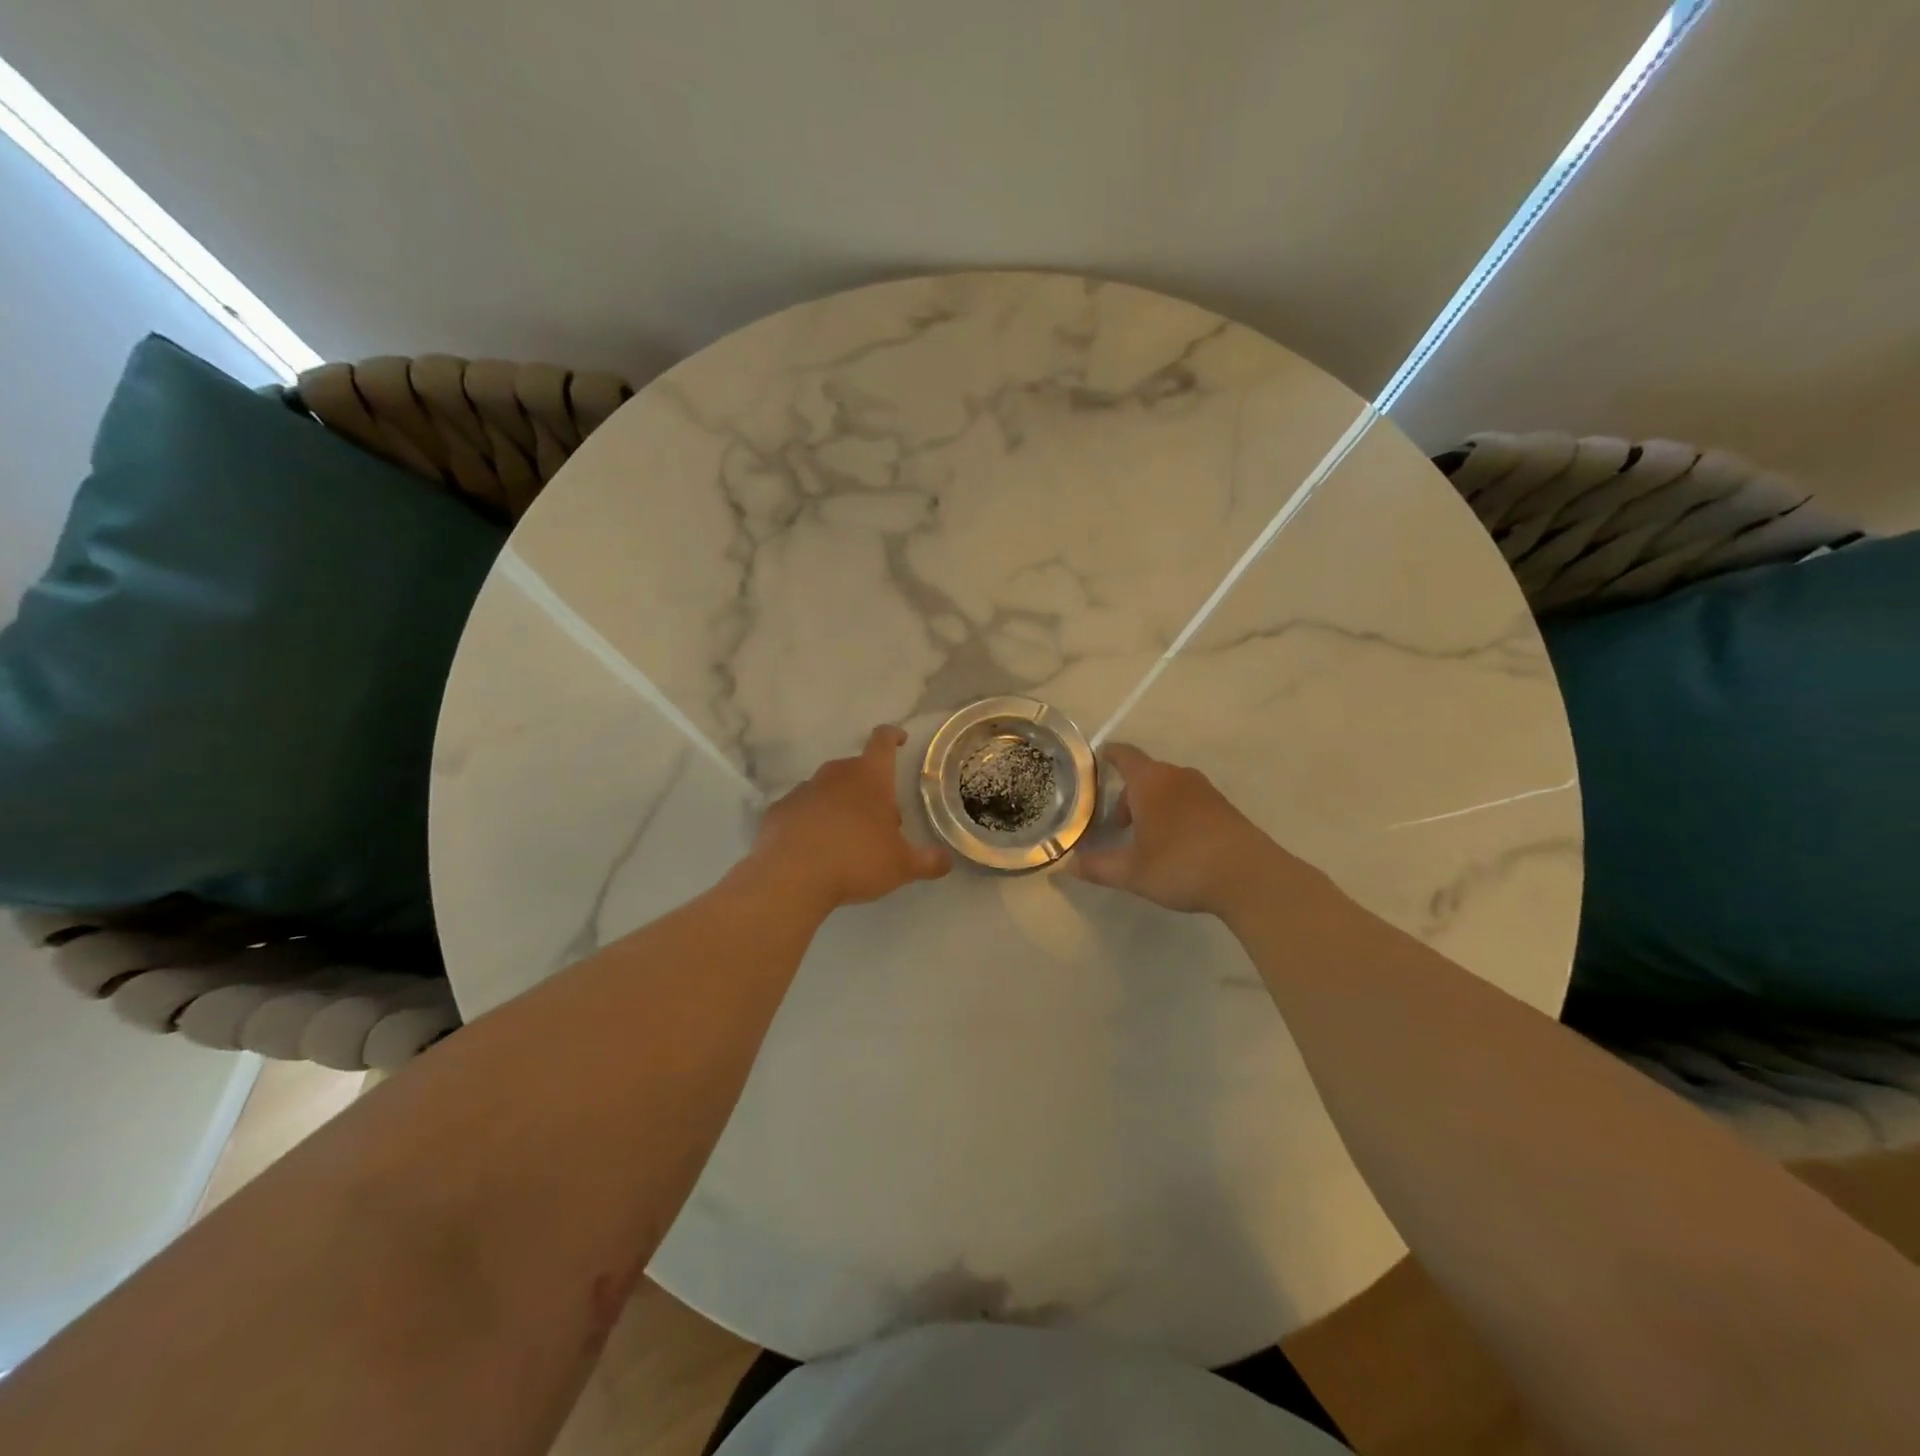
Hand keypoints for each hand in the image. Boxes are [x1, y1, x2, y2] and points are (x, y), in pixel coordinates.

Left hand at [748, 725, 950, 912]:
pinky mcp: (778, 811)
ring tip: (846, 839)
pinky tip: (814, 849)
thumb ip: (927, 862)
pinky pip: (802, 811)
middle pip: (856, 770)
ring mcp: (803, 790)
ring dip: (839, 805)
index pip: (883, 742)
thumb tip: (946, 861)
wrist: (791, 876)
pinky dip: (810, 822)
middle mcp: (835, 775)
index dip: (892, 736)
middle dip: (869, 789)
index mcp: (870, 778)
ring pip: (827, 790)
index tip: (899, 739)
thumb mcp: (902, 867)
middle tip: (880, 819)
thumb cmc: (856, 860)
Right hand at [1072, 743, 1286, 918]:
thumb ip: (1097, 866)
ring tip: (1143, 839)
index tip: (1095, 763)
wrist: (1250, 877)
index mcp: (1151, 781)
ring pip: (1168, 789)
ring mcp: (1205, 791)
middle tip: (1114, 826)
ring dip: (1151, 807)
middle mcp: (1177, 777)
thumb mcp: (1132, 871)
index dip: (1107, 756)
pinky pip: (1188, 802)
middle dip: (1127, 796)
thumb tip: (1066, 866)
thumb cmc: (1181, 864)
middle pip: (1145, 775)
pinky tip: (1174, 846)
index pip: (1123, 755)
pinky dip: (1174, 814)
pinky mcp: (1224, 808)